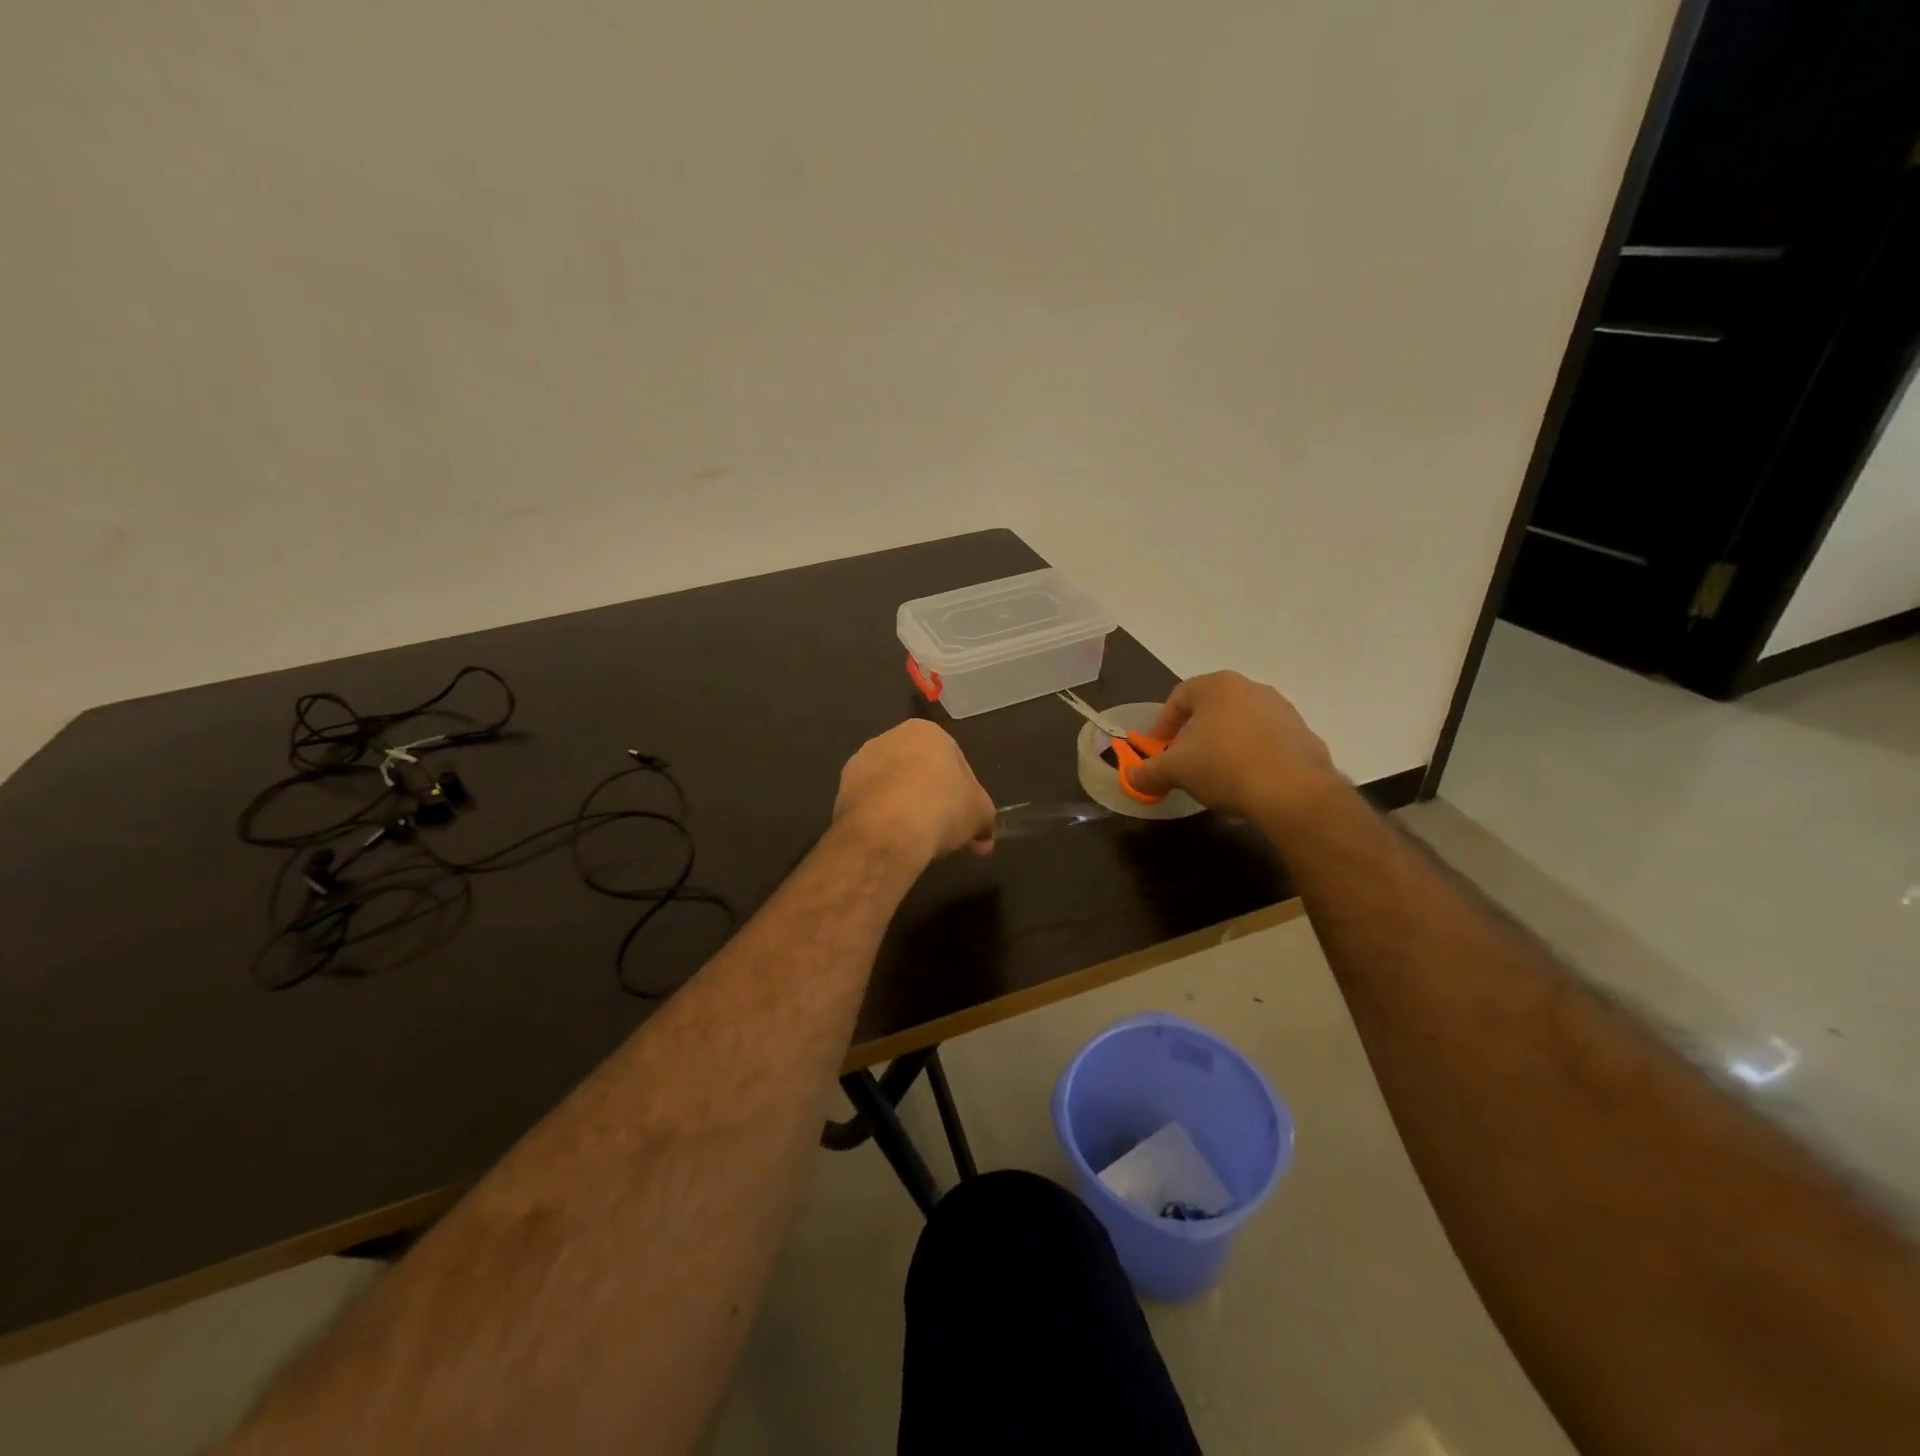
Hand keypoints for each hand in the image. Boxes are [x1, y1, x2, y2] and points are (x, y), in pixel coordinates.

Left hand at [833, 720, 995, 865]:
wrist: (886, 831)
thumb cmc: (942, 807)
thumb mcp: (979, 814)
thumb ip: (984, 821)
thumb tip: (984, 838)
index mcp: (926, 731)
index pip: (955, 761)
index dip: (965, 794)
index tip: (967, 820)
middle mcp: (889, 738)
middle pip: (921, 771)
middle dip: (933, 799)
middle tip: (945, 831)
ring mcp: (860, 763)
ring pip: (894, 788)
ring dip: (906, 809)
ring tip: (918, 840)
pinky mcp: (841, 791)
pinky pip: (872, 805)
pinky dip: (884, 820)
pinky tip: (894, 841)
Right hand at [1126, 671, 1339, 817]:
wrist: (1293, 791)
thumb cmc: (1224, 766)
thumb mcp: (1175, 771)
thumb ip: (1149, 771)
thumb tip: (1132, 777)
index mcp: (1218, 686)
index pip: (1180, 696)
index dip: (1163, 722)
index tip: (1157, 747)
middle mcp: (1252, 688)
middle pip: (1213, 708)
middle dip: (1195, 733)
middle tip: (1185, 759)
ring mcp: (1283, 710)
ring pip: (1242, 723)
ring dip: (1225, 744)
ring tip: (1217, 774)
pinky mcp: (1304, 735)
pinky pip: (1268, 742)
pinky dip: (1253, 756)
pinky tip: (1248, 782)